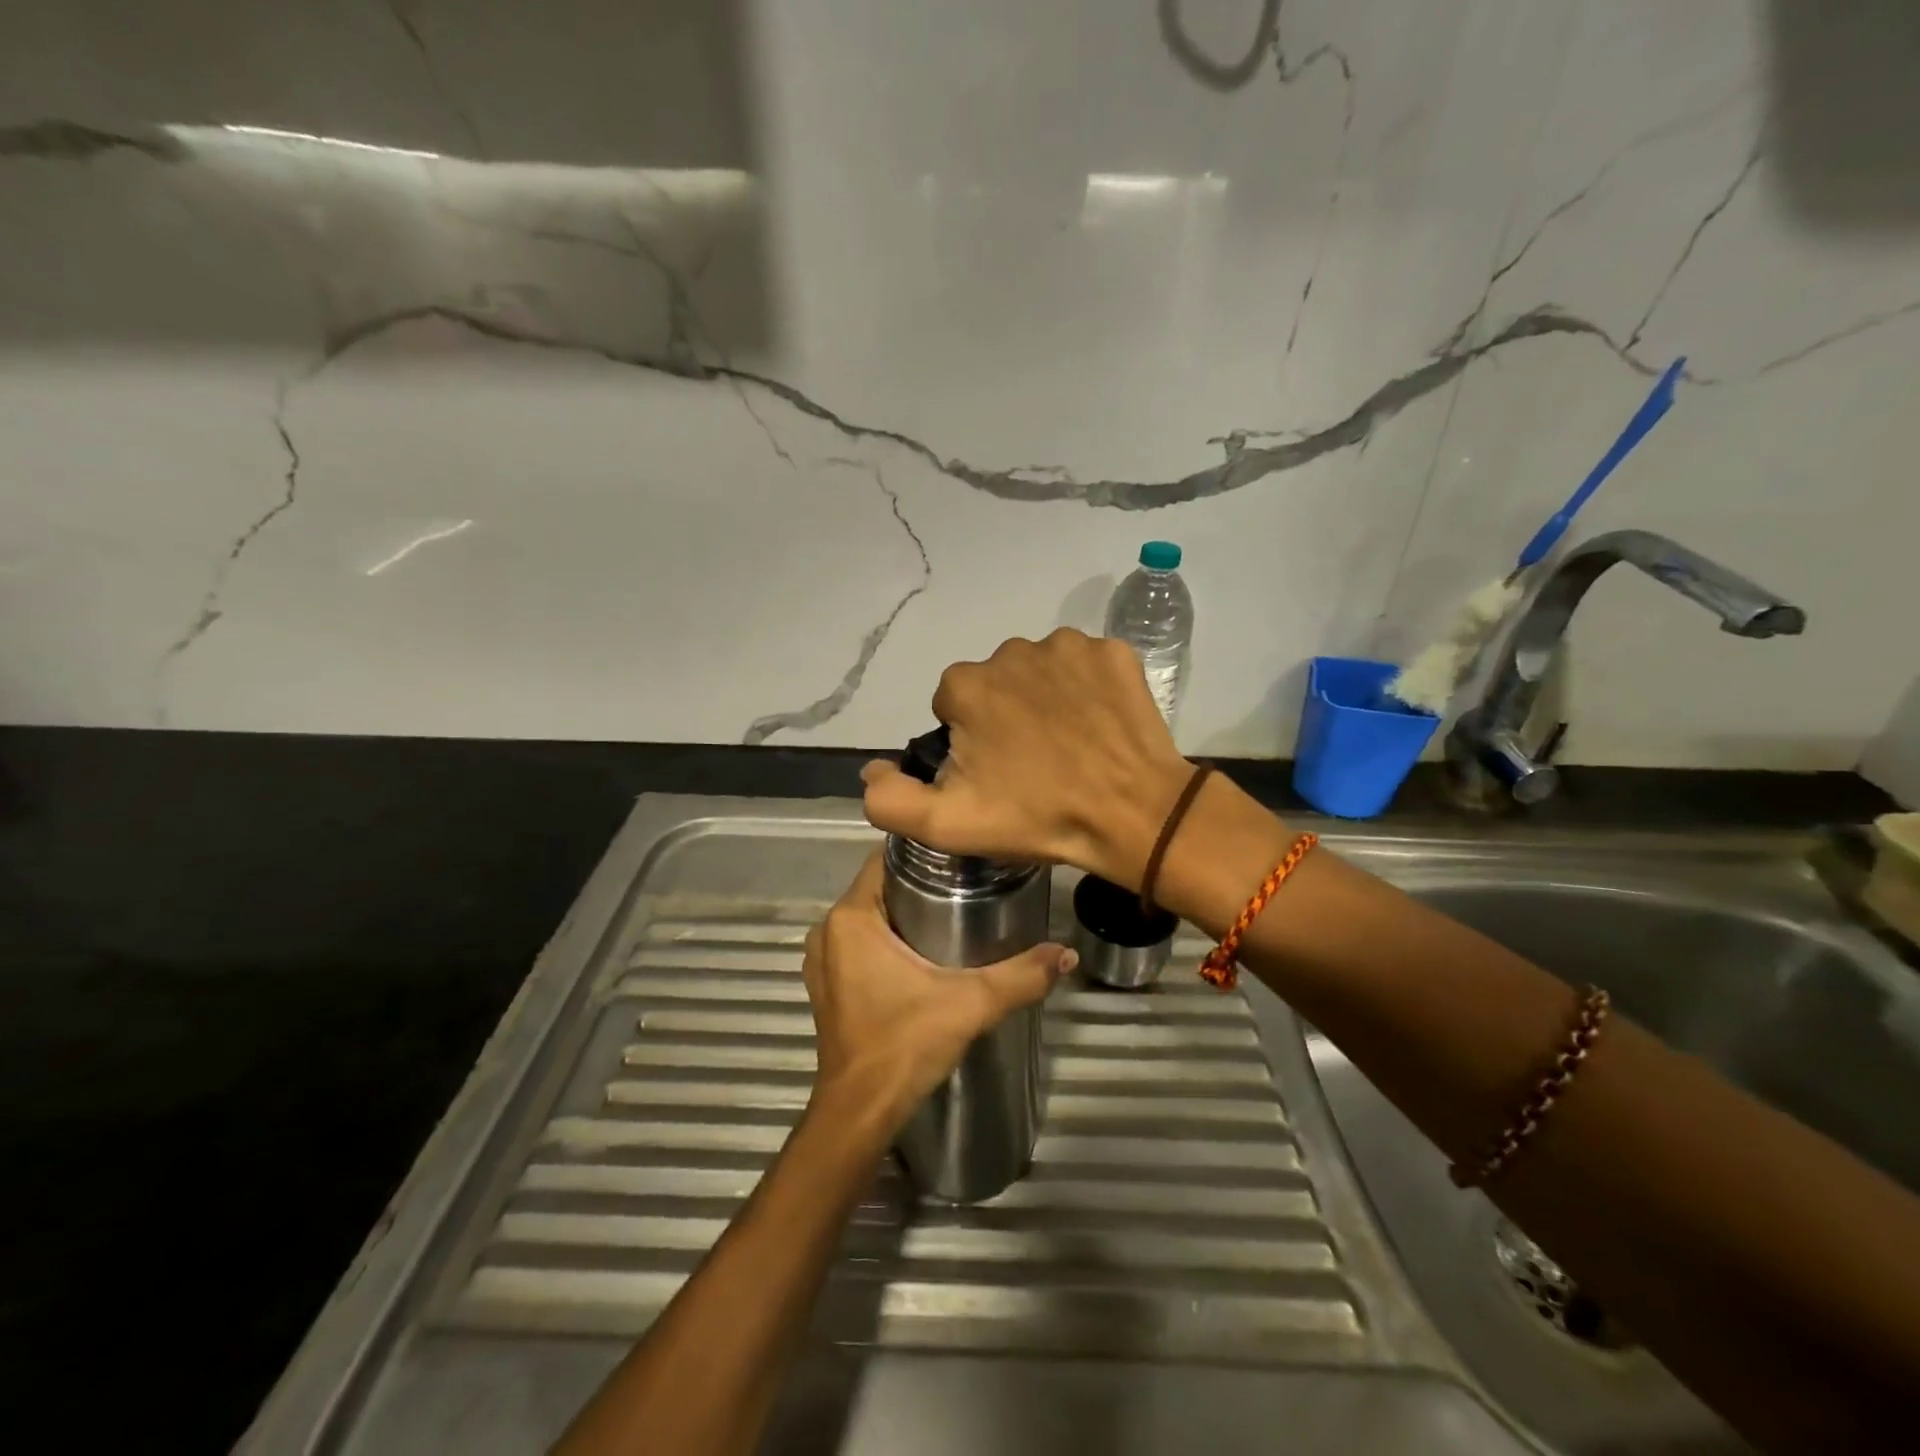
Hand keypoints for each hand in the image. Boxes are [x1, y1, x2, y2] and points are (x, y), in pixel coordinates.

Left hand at [803, 852, 1074, 1129]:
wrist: (860, 1112)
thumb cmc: (904, 1045)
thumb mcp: (970, 1004)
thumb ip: (1020, 976)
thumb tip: (1066, 953)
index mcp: (851, 918)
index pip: (883, 860)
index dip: (922, 852)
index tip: (961, 856)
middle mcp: (828, 930)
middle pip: (879, 887)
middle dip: (919, 883)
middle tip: (968, 883)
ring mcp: (824, 960)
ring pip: (870, 916)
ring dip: (903, 912)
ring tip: (953, 911)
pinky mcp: (828, 985)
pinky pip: (859, 942)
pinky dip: (887, 939)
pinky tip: (923, 951)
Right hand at [860, 628, 1191, 889]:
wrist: (1134, 816)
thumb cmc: (1038, 817)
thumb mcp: (949, 824)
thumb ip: (890, 799)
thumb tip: (871, 770)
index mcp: (967, 685)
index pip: (952, 707)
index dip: (969, 744)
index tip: (996, 776)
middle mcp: (1012, 651)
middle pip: (995, 685)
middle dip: (1004, 717)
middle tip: (1033, 766)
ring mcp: (1068, 646)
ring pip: (1039, 673)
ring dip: (1044, 700)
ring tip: (1068, 746)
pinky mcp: (1113, 652)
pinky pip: (1085, 666)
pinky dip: (1086, 689)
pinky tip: (1098, 725)